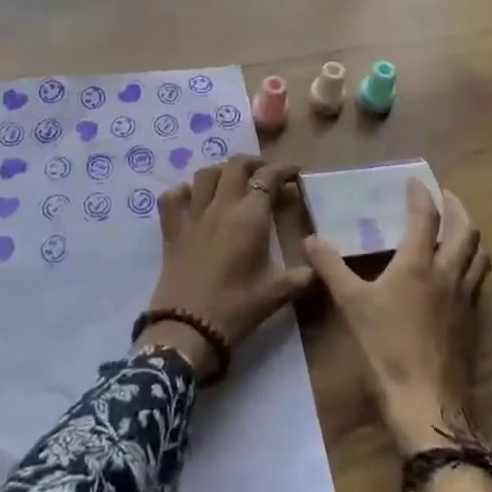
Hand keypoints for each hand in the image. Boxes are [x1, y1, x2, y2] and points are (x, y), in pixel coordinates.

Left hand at [138, 156, 315, 379]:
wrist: (188, 328)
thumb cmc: (237, 308)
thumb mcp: (277, 294)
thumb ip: (301, 276)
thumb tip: (319, 266)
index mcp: (250, 216)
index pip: (268, 177)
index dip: (283, 169)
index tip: (295, 172)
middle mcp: (221, 206)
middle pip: (236, 165)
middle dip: (254, 162)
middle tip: (266, 173)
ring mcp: (193, 215)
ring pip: (205, 174)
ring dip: (222, 171)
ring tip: (233, 182)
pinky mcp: (171, 230)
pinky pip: (172, 198)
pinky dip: (182, 192)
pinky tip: (192, 199)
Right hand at [304, 181, 491, 455]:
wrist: (427, 404)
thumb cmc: (387, 349)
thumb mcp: (352, 305)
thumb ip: (332, 268)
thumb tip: (311, 240)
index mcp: (419, 264)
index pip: (426, 217)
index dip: (422, 195)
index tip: (414, 182)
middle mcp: (448, 273)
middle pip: (466, 229)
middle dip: (457, 207)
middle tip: (445, 196)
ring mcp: (465, 298)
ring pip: (479, 254)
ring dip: (470, 233)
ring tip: (458, 227)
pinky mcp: (472, 320)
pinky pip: (478, 279)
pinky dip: (472, 262)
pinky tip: (459, 272)